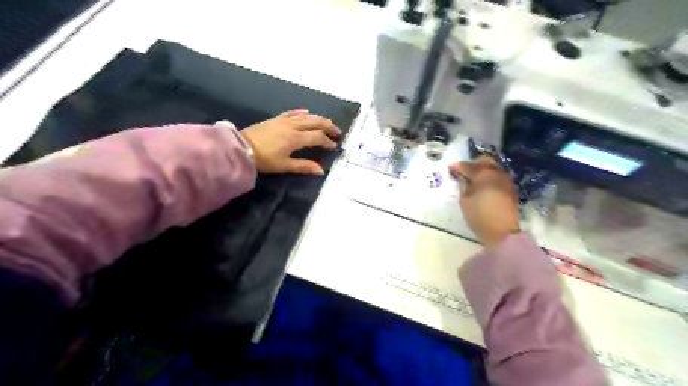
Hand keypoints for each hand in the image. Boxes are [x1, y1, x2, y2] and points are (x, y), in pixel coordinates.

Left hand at [240, 109, 341, 174]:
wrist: (242, 148)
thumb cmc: (264, 159)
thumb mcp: (285, 165)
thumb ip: (304, 166)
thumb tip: (321, 171)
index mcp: (296, 138)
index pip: (317, 137)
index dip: (327, 141)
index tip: (333, 146)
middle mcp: (293, 126)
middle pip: (315, 122)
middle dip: (328, 126)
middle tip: (337, 132)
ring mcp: (284, 121)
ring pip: (306, 116)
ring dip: (318, 118)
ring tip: (326, 123)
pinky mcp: (276, 119)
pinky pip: (293, 112)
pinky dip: (302, 112)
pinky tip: (307, 112)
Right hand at [449, 156, 518, 246]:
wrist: (502, 232)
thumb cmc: (479, 215)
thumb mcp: (464, 201)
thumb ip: (463, 186)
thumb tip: (462, 178)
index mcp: (483, 174)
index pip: (467, 166)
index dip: (457, 167)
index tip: (449, 169)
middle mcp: (497, 173)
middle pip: (484, 161)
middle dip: (472, 164)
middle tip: (463, 171)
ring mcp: (506, 180)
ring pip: (493, 167)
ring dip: (483, 170)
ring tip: (473, 178)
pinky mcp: (511, 188)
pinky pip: (499, 176)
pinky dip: (490, 177)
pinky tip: (484, 185)